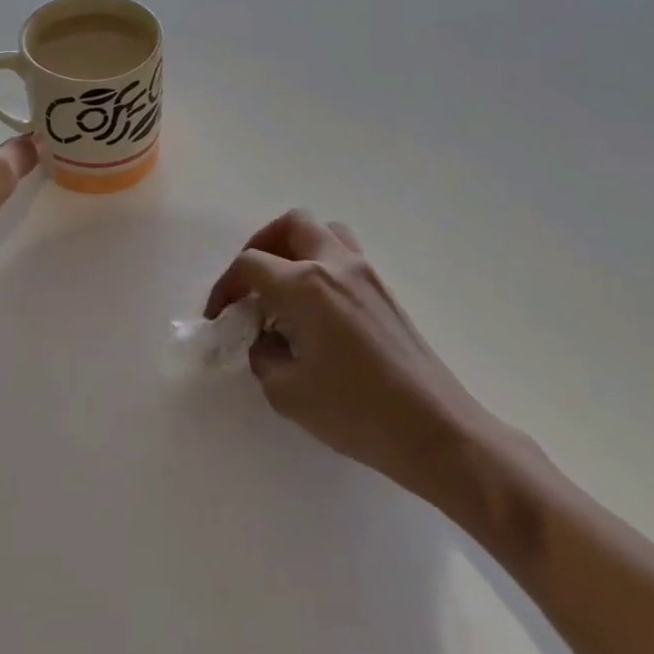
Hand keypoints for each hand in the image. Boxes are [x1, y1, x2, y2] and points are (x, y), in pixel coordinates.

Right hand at [206, 211, 491, 497]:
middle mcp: (335, 264)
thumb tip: (265, 340)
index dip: (225, 286)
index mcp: (306, 285)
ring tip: (284, 285)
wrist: (434, 428)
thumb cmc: (356, 411)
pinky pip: (345, 254)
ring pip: (324, 231)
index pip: (251, 264)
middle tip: (251, 283)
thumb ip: (264, 357)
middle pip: (291, 225)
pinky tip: (317, 306)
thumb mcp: (289, 393)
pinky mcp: (385, 290)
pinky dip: (322, 263)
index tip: (218, 316)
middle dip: (261, 246)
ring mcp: (366, 273)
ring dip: (296, 246)